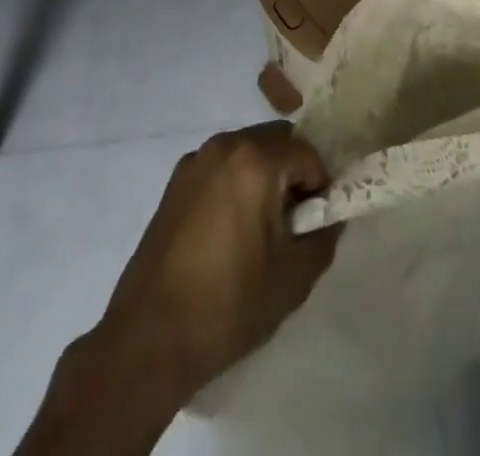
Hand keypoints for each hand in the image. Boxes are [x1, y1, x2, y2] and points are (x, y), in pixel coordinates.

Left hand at [91, 122, 341, 404]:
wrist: (149, 339)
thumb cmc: (228, 304)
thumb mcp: (293, 278)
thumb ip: (323, 237)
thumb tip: (330, 216)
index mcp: (255, 159)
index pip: (308, 153)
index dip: (320, 186)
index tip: (317, 223)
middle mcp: (225, 145)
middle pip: (276, 140)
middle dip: (293, 172)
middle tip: (293, 222)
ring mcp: (196, 160)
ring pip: (247, 150)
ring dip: (264, 175)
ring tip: (261, 229)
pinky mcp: (175, 182)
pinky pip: (221, 166)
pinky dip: (236, 183)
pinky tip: (229, 232)